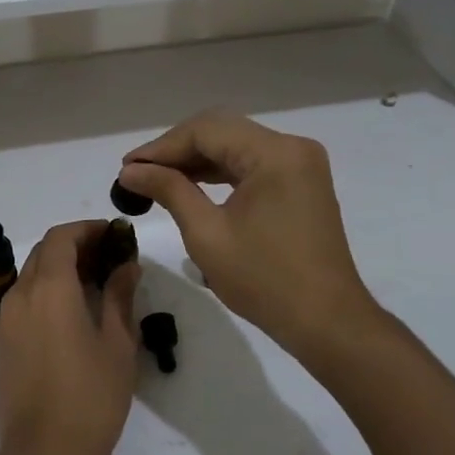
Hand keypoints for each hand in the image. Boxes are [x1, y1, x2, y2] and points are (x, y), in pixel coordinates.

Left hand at [0, 221, 139, 454]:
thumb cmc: (90, 398)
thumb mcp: (117, 345)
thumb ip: (120, 296)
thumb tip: (126, 265)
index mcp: (49, 288)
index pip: (61, 237)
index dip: (87, 230)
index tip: (114, 235)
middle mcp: (21, 294)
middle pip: (44, 252)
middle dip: (75, 246)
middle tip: (109, 258)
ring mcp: (6, 319)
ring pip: (32, 275)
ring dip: (60, 268)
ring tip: (95, 283)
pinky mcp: (1, 342)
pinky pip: (23, 299)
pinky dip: (46, 291)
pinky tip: (72, 312)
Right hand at [118, 111, 380, 364]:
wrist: (327, 323)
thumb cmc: (264, 280)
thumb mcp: (207, 234)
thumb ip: (169, 190)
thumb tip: (130, 170)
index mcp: (274, 153)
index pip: (206, 131)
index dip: (161, 147)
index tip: (126, 167)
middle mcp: (292, 147)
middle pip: (221, 131)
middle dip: (176, 150)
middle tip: (137, 172)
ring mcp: (300, 164)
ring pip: (235, 146)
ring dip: (196, 160)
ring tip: (156, 179)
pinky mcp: (300, 182)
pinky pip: (251, 164)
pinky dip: (220, 172)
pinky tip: (190, 185)